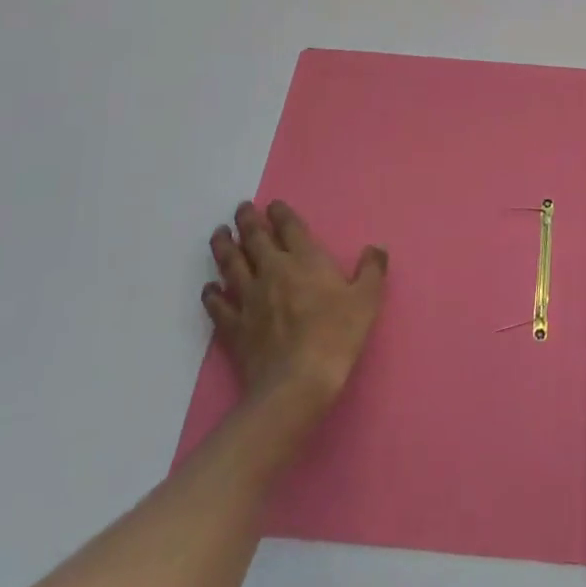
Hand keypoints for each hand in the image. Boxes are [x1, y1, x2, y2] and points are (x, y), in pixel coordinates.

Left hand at [203, 200, 387, 410]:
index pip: (290, 228)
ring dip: (224, 247)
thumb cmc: (337, 336)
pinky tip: (209, 288)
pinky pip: (218, 305)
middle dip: (248, 221)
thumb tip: (376, 248)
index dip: (280, 213)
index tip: (272, 204)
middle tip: (241, 209)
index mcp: (305, 260)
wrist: (298, 382)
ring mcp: (249, 299)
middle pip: (255, 239)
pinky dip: (212, 294)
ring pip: (231, 265)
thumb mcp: (367, 300)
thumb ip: (371, 270)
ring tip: (219, 233)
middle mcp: (273, 271)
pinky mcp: (234, 327)